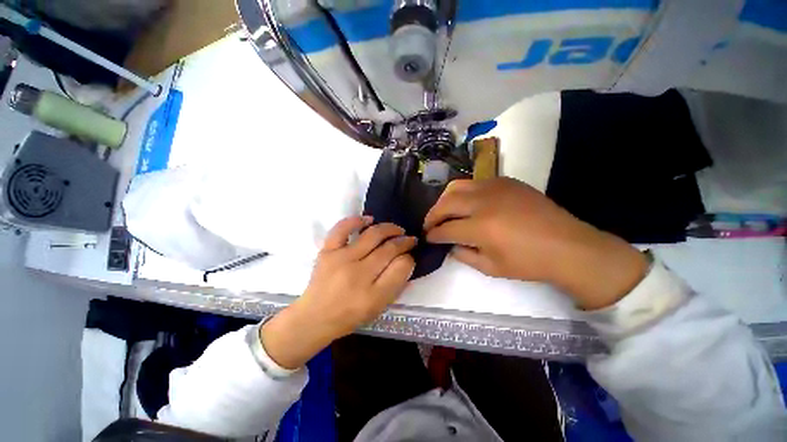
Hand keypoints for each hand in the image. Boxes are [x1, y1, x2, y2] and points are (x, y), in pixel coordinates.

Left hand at [261, 217, 415, 368]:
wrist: (315, 317)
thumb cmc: (350, 315)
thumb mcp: (378, 307)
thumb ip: (396, 285)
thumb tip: (407, 261)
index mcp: (373, 294)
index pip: (401, 266)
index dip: (409, 257)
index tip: (411, 254)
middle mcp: (358, 274)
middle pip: (389, 249)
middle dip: (404, 241)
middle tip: (409, 239)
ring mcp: (341, 259)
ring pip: (371, 235)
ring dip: (388, 229)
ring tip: (396, 230)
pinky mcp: (327, 251)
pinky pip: (342, 229)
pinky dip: (356, 221)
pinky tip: (369, 220)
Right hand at [424, 178, 647, 310]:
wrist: (569, 246)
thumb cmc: (529, 263)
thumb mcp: (491, 268)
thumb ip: (464, 255)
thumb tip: (450, 244)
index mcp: (481, 227)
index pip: (445, 228)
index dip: (433, 234)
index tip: (428, 237)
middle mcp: (484, 202)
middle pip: (446, 203)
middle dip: (432, 215)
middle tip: (429, 224)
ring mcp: (495, 187)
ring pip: (457, 187)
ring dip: (445, 200)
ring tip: (443, 211)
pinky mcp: (506, 181)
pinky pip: (475, 182)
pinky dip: (464, 193)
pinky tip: (467, 204)